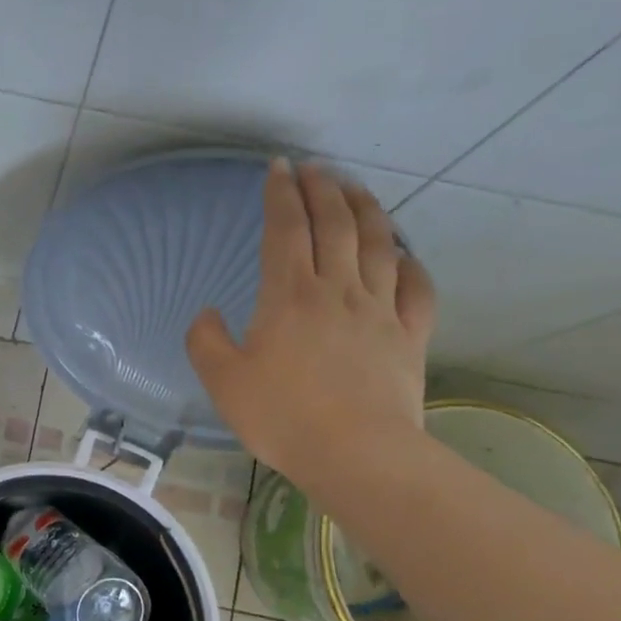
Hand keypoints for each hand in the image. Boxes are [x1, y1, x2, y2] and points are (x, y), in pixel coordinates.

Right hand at [187, 159, 435, 489]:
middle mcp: (338, 289)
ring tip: (356, 189)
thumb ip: (205, 341)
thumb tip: (208, 313)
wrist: (356, 453)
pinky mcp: (409, 335)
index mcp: (290, 295)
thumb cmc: (282, 416)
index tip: (278, 167)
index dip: (281, 194)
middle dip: (324, 189)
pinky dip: (409, 262)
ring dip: (366, 209)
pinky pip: (416, 288)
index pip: (286, 229)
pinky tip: (403, 254)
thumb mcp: (222, 381)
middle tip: (315, 168)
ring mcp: (380, 310)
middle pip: (336, 225)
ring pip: (379, 244)